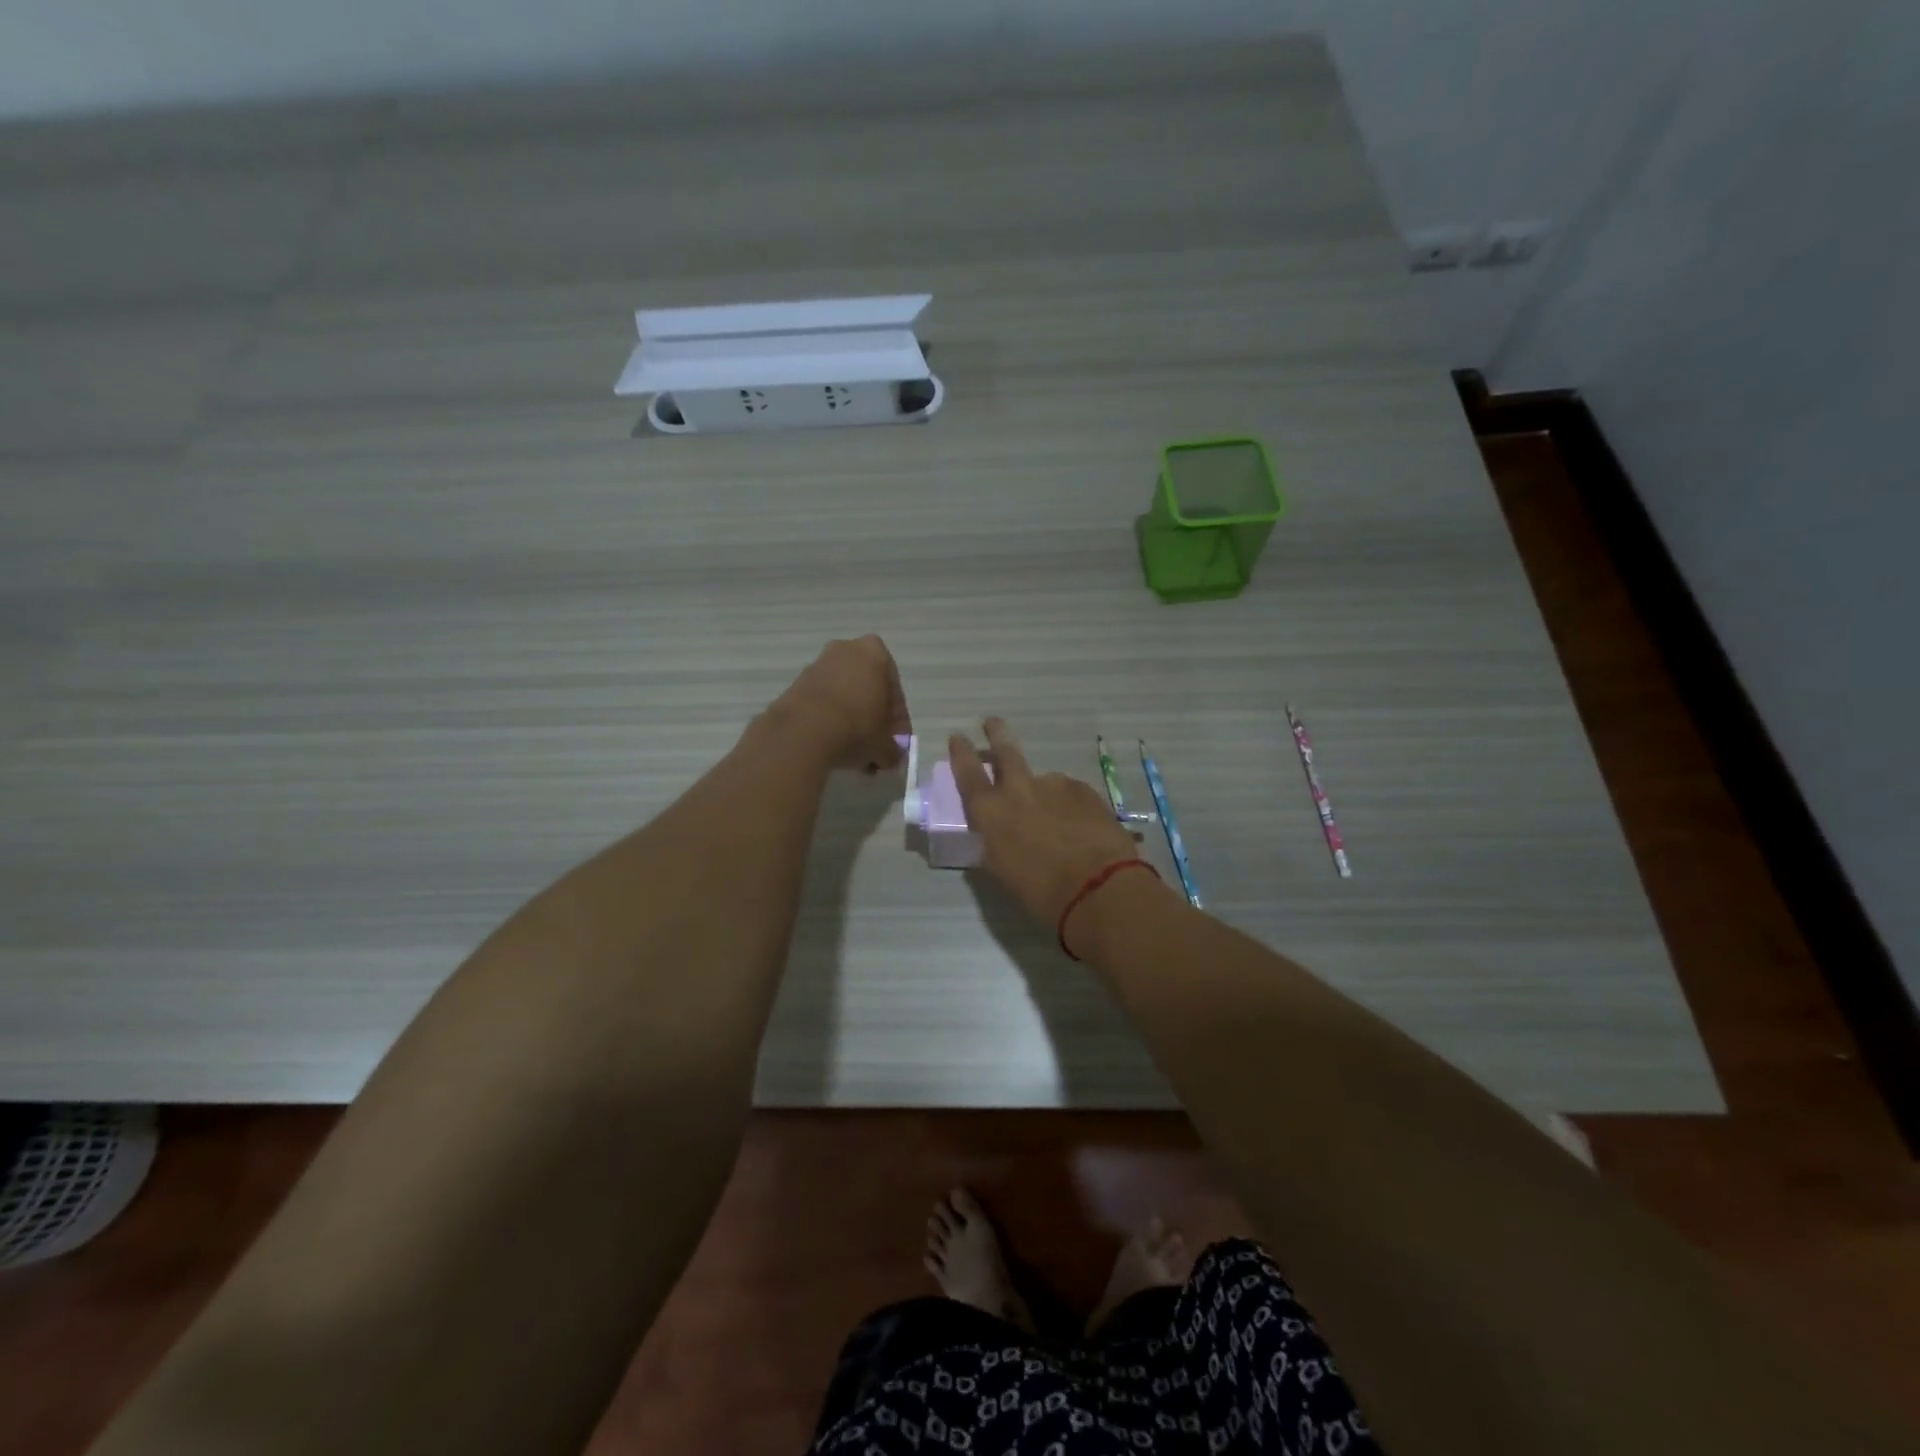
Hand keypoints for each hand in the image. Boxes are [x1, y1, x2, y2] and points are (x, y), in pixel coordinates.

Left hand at [767, 636, 911, 772]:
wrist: (803, 732)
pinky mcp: (796, 684)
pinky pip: (822, 702)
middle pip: (868, 689)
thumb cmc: (857, 727)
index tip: (895, 743)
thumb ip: (893, 750)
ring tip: (853, 750)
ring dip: (851, 719)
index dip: (898, 721)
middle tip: (875, 745)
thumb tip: (892, 757)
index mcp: (875, 653)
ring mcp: (818, 665)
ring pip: (844, 695)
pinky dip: (829, 719)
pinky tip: (832, 744)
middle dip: (873, 717)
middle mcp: (846, 650)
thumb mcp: (885, 744)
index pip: (895, 691)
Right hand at [949, 718, 1142, 934]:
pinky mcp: (1084, 790)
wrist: (1098, 886)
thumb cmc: (1041, 892)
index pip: (967, 773)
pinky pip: (1069, 792)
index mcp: (991, 812)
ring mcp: (1055, 785)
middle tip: (992, 722)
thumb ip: (996, 843)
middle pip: (1005, 752)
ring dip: (1043, 792)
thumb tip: (998, 835)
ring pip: (1043, 781)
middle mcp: (1019, 790)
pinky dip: (1068, 804)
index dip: (961, 754)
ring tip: (1055, 817)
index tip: (958, 736)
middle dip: (997, 734)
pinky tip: (1078, 824)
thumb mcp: (1003, 871)